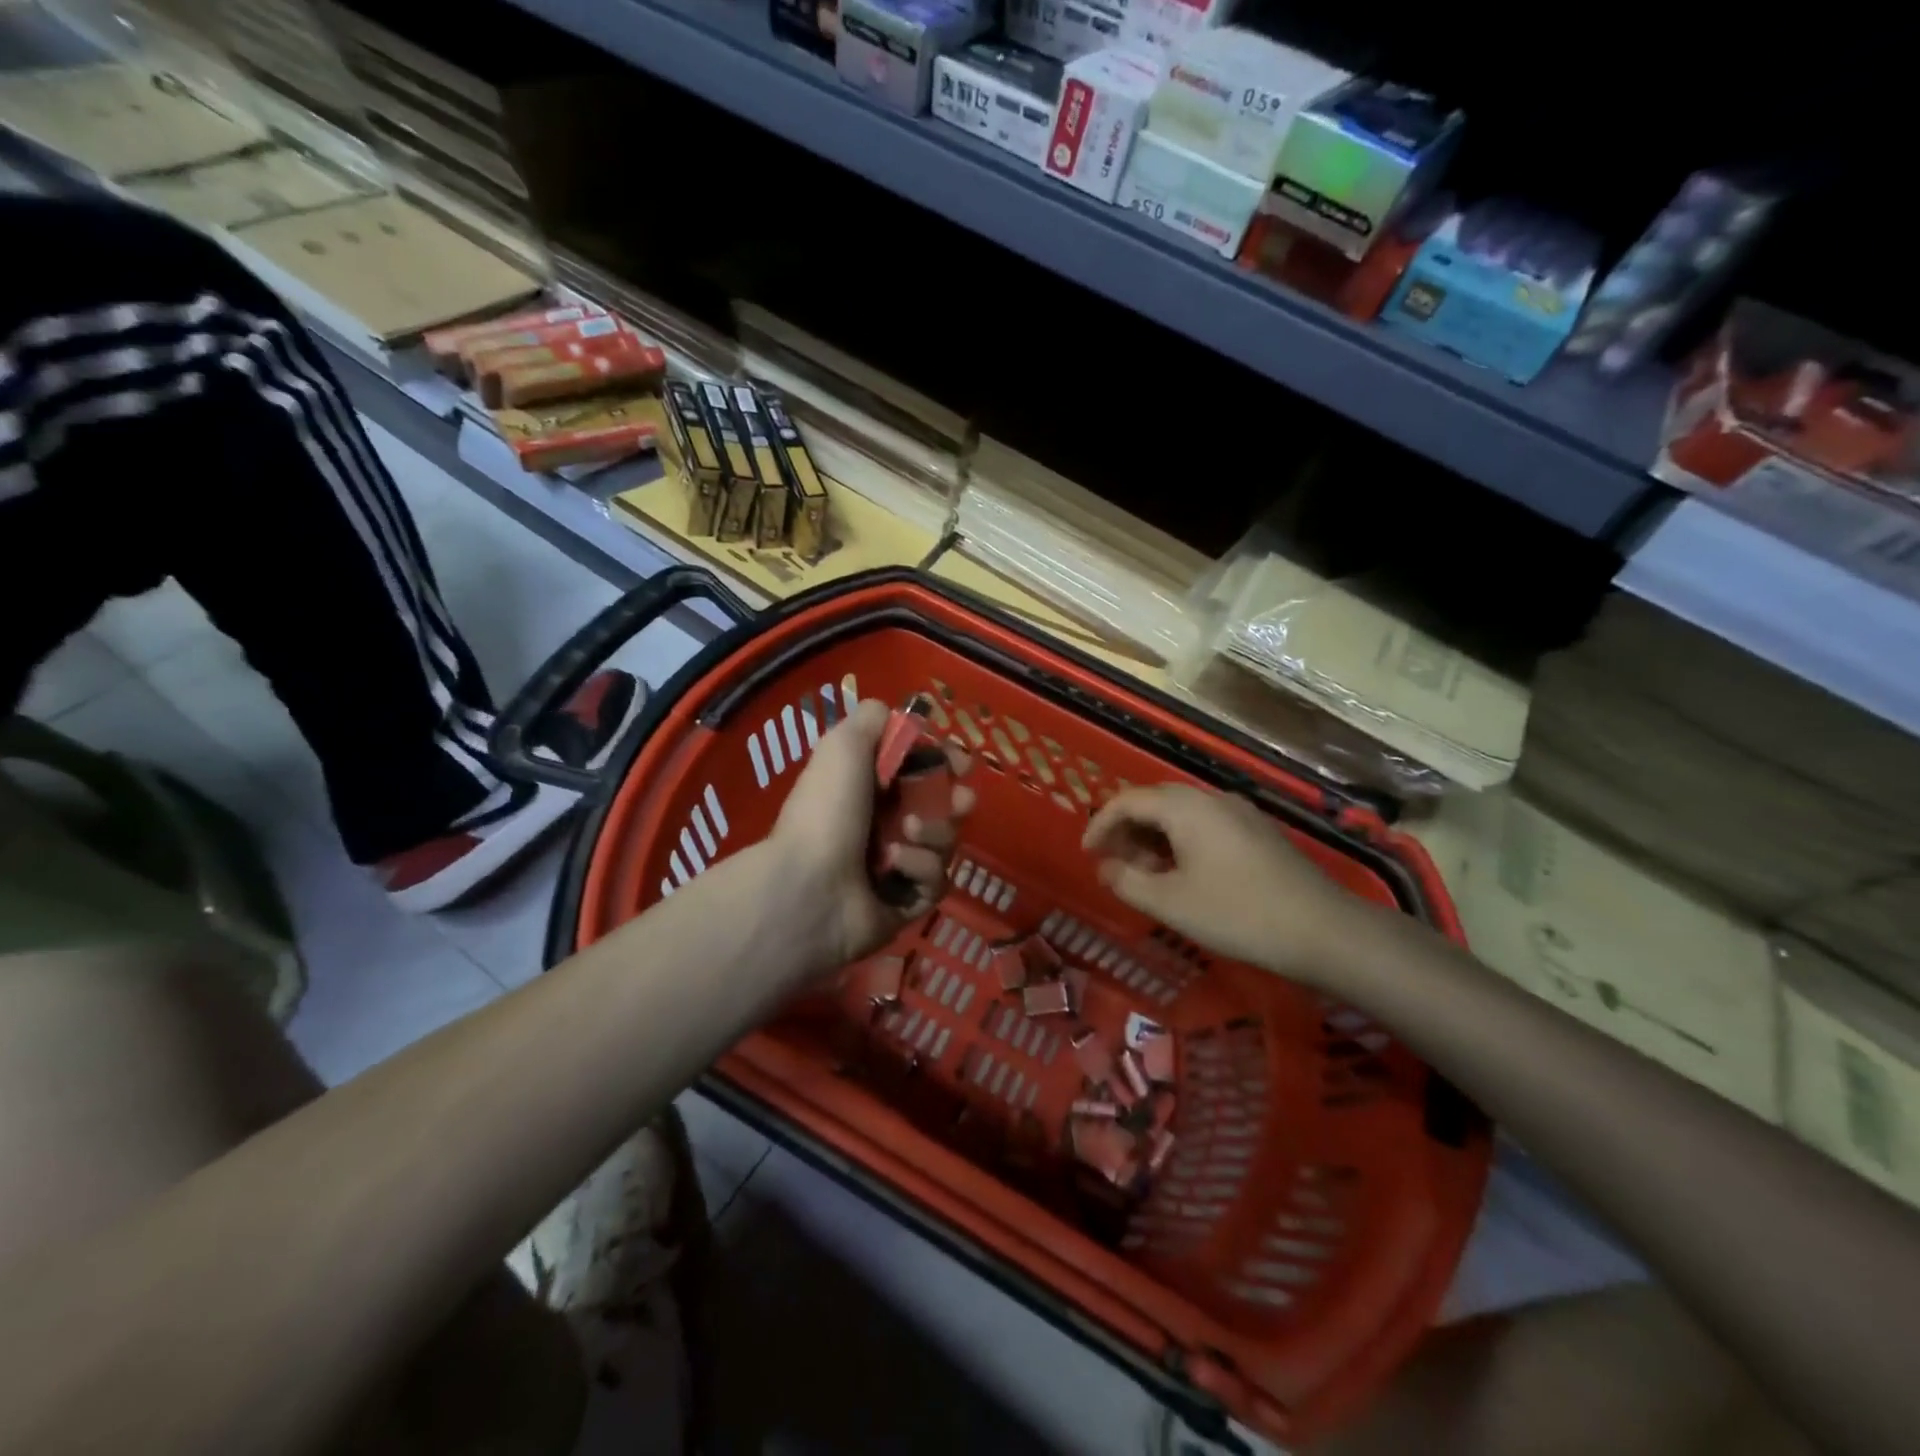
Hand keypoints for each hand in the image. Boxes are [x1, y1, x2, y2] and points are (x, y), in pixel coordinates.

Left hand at [768, 699, 973, 973]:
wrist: (810, 886)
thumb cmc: (827, 809)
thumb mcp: (844, 745)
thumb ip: (874, 719)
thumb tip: (900, 716)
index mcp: (868, 788)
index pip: (920, 771)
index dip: (945, 763)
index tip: (960, 763)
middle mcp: (883, 825)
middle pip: (942, 808)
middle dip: (956, 801)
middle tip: (960, 801)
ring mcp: (896, 867)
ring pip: (944, 843)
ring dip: (934, 832)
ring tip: (907, 833)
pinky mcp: (907, 903)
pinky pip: (935, 880)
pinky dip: (919, 867)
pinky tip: (894, 867)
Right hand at [1081, 784, 1376, 985]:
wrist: (1323, 930)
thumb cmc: (1237, 913)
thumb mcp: (1170, 903)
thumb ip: (1127, 881)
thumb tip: (1105, 867)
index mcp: (1186, 807)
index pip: (1128, 801)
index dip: (1100, 824)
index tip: (1087, 854)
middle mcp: (1212, 798)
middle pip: (1155, 802)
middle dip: (1127, 829)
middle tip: (1113, 862)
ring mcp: (1239, 813)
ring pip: (1181, 814)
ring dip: (1153, 838)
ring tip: (1145, 875)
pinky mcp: (1258, 832)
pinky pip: (1205, 825)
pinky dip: (1180, 843)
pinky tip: (1182, 875)